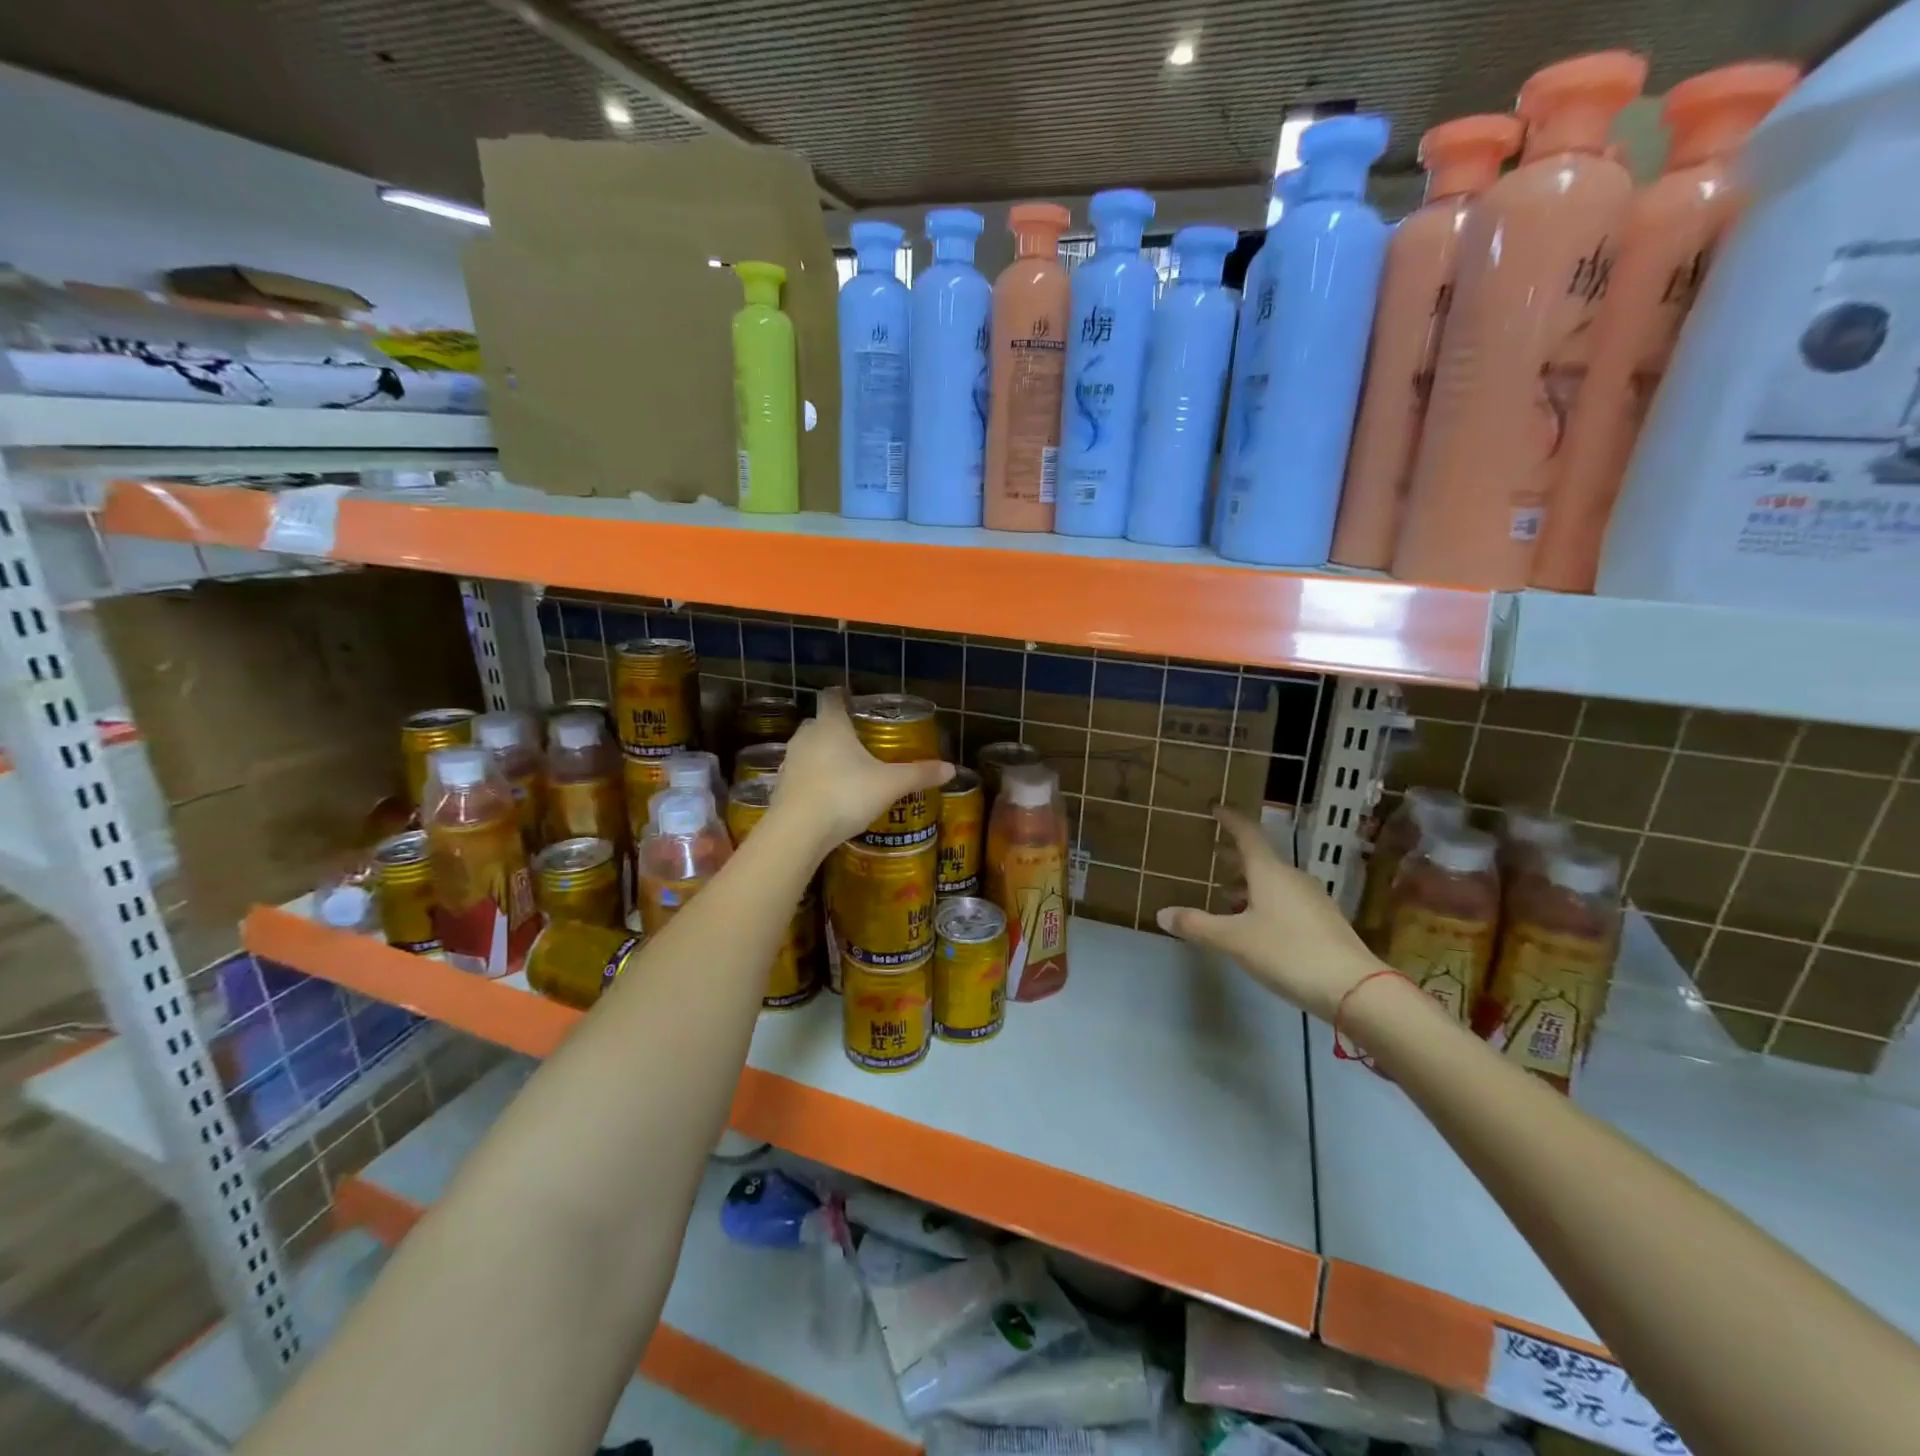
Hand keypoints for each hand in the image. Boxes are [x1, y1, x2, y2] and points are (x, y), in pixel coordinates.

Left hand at [770, 690, 953, 857]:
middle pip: (819, 723)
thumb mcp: (890, 785)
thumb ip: (919, 774)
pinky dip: (812, 779)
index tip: (853, 700)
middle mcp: (806, 737)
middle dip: (835, 729)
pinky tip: (828, 795)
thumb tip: (951, 769)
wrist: (798, 831)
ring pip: (807, 749)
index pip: (832, 698)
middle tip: (858, 741)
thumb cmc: (846, 795)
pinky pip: (800, 775)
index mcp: (831, 725)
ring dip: (822, 755)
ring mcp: (789, 762)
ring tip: (845, 770)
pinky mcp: (780, 787)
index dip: (842, 696)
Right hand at [1155, 806, 1379, 1021]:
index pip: (1247, 834)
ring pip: (1273, 881)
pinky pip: (1286, 900)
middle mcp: (1292, 878)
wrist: (1354, 988)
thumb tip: (1161, 913)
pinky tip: (1255, 923)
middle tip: (1212, 854)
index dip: (1230, 819)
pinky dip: (1264, 901)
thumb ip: (1197, 925)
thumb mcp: (1233, 940)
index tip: (1215, 808)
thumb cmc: (1287, 952)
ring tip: (1225, 895)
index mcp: (1269, 872)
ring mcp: (1312, 899)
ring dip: (1248, 883)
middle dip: (1234, 856)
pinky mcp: (1323, 921)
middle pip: (1260, 858)